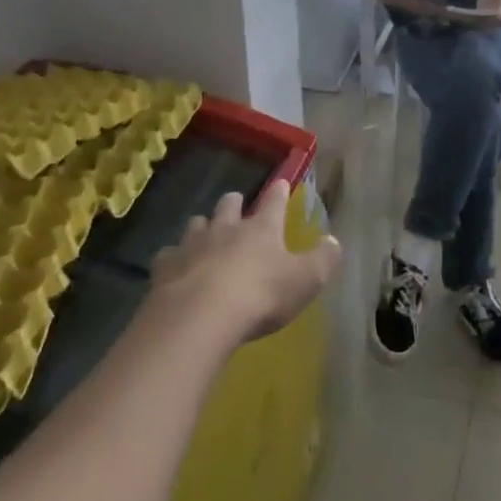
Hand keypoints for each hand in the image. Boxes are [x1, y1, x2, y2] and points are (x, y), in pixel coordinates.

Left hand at [149, 181, 341, 344]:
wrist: (200, 316)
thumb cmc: (260, 296)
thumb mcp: (305, 281)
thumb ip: (323, 260)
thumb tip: (335, 241)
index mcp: (262, 229)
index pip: (274, 202)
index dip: (279, 192)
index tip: (281, 183)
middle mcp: (226, 228)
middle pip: (228, 204)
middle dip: (233, 203)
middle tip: (236, 206)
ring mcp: (192, 244)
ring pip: (197, 223)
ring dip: (203, 227)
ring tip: (206, 235)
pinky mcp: (166, 266)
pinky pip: (169, 254)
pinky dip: (174, 258)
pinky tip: (176, 268)